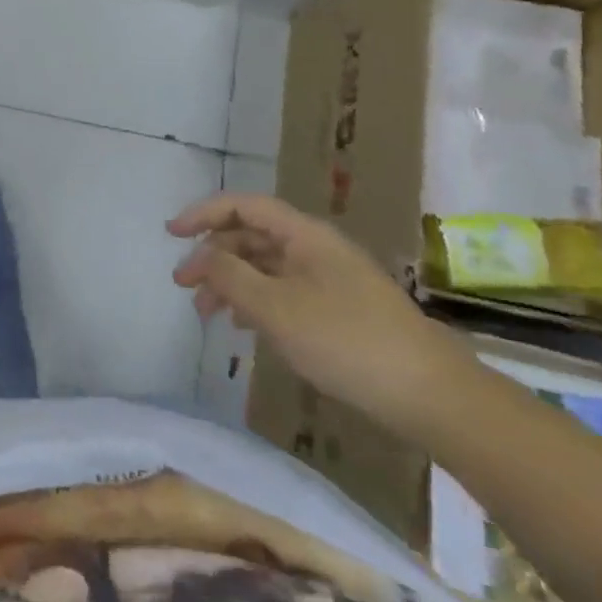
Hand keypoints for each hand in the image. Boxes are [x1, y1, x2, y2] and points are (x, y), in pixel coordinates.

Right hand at [168, 193, 470, 432]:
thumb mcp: (276, 309)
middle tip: (184, 287)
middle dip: (212, 256)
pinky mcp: (339, 309)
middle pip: (251, 236)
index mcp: (303, 235)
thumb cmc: (346, 341)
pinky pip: (283, 291)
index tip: (171, 234)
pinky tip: (244, 327)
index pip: (243, 206)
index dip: (203, 213)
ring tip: (207, 315)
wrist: (430, 394)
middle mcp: (315, 247)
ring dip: (231, 283)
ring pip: (265, 267)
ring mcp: (329, 278)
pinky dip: (256, 302)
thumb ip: (231, 276)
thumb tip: (201, 255)